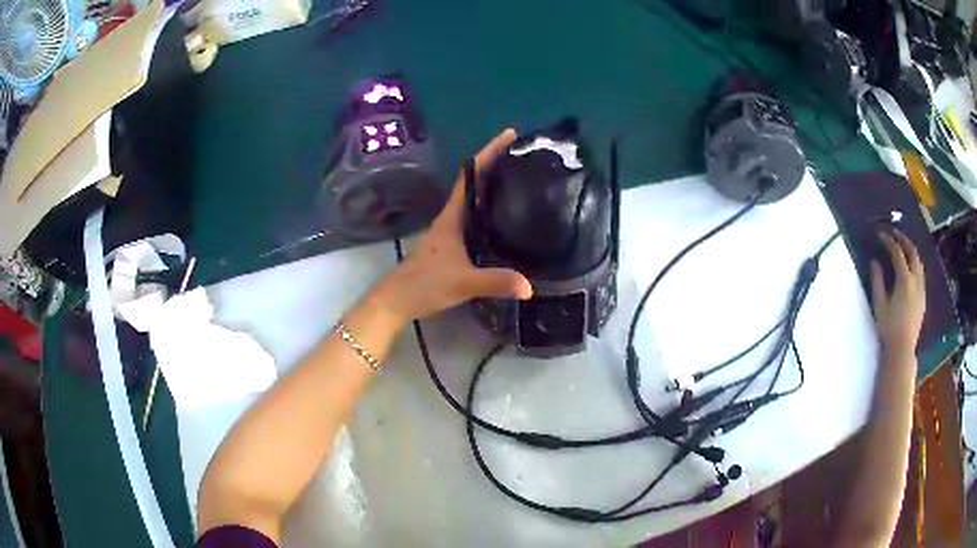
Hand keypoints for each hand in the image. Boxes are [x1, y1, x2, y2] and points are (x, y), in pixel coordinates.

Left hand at [375, 129, 533, 322]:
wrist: (397, 300)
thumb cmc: (425, 285)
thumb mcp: (462, 283)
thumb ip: (494, 281)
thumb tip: (530, 285)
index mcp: (452, 216)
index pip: (471, 175)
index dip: (489, 152)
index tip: (510, 135)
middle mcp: (452, 217)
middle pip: (475, 182)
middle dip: (497, 164)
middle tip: (526, 155)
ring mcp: (451, 230)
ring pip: (476, 199)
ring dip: (494, 185)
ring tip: (522, 178)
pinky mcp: (453, 244)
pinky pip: (476, 216)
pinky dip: (491, 208)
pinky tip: (506, 215)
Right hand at [869, 230, 925, 359]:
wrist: (902, 350)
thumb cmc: (889, 328)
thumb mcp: (879, 304)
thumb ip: (877, 281)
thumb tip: (874, 262)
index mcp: (904, 279)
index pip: (897, 252)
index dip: (888, 241)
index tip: (880, 235)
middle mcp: (915, 280)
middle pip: (912, 251)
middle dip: (903, 239)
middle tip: (894, 233)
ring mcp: (921, 288)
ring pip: (918, 261)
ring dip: (910, 250)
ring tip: (902, 247)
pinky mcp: (923, 297)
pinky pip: (920, 273)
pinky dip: (914, 263)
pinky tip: (910, 268)